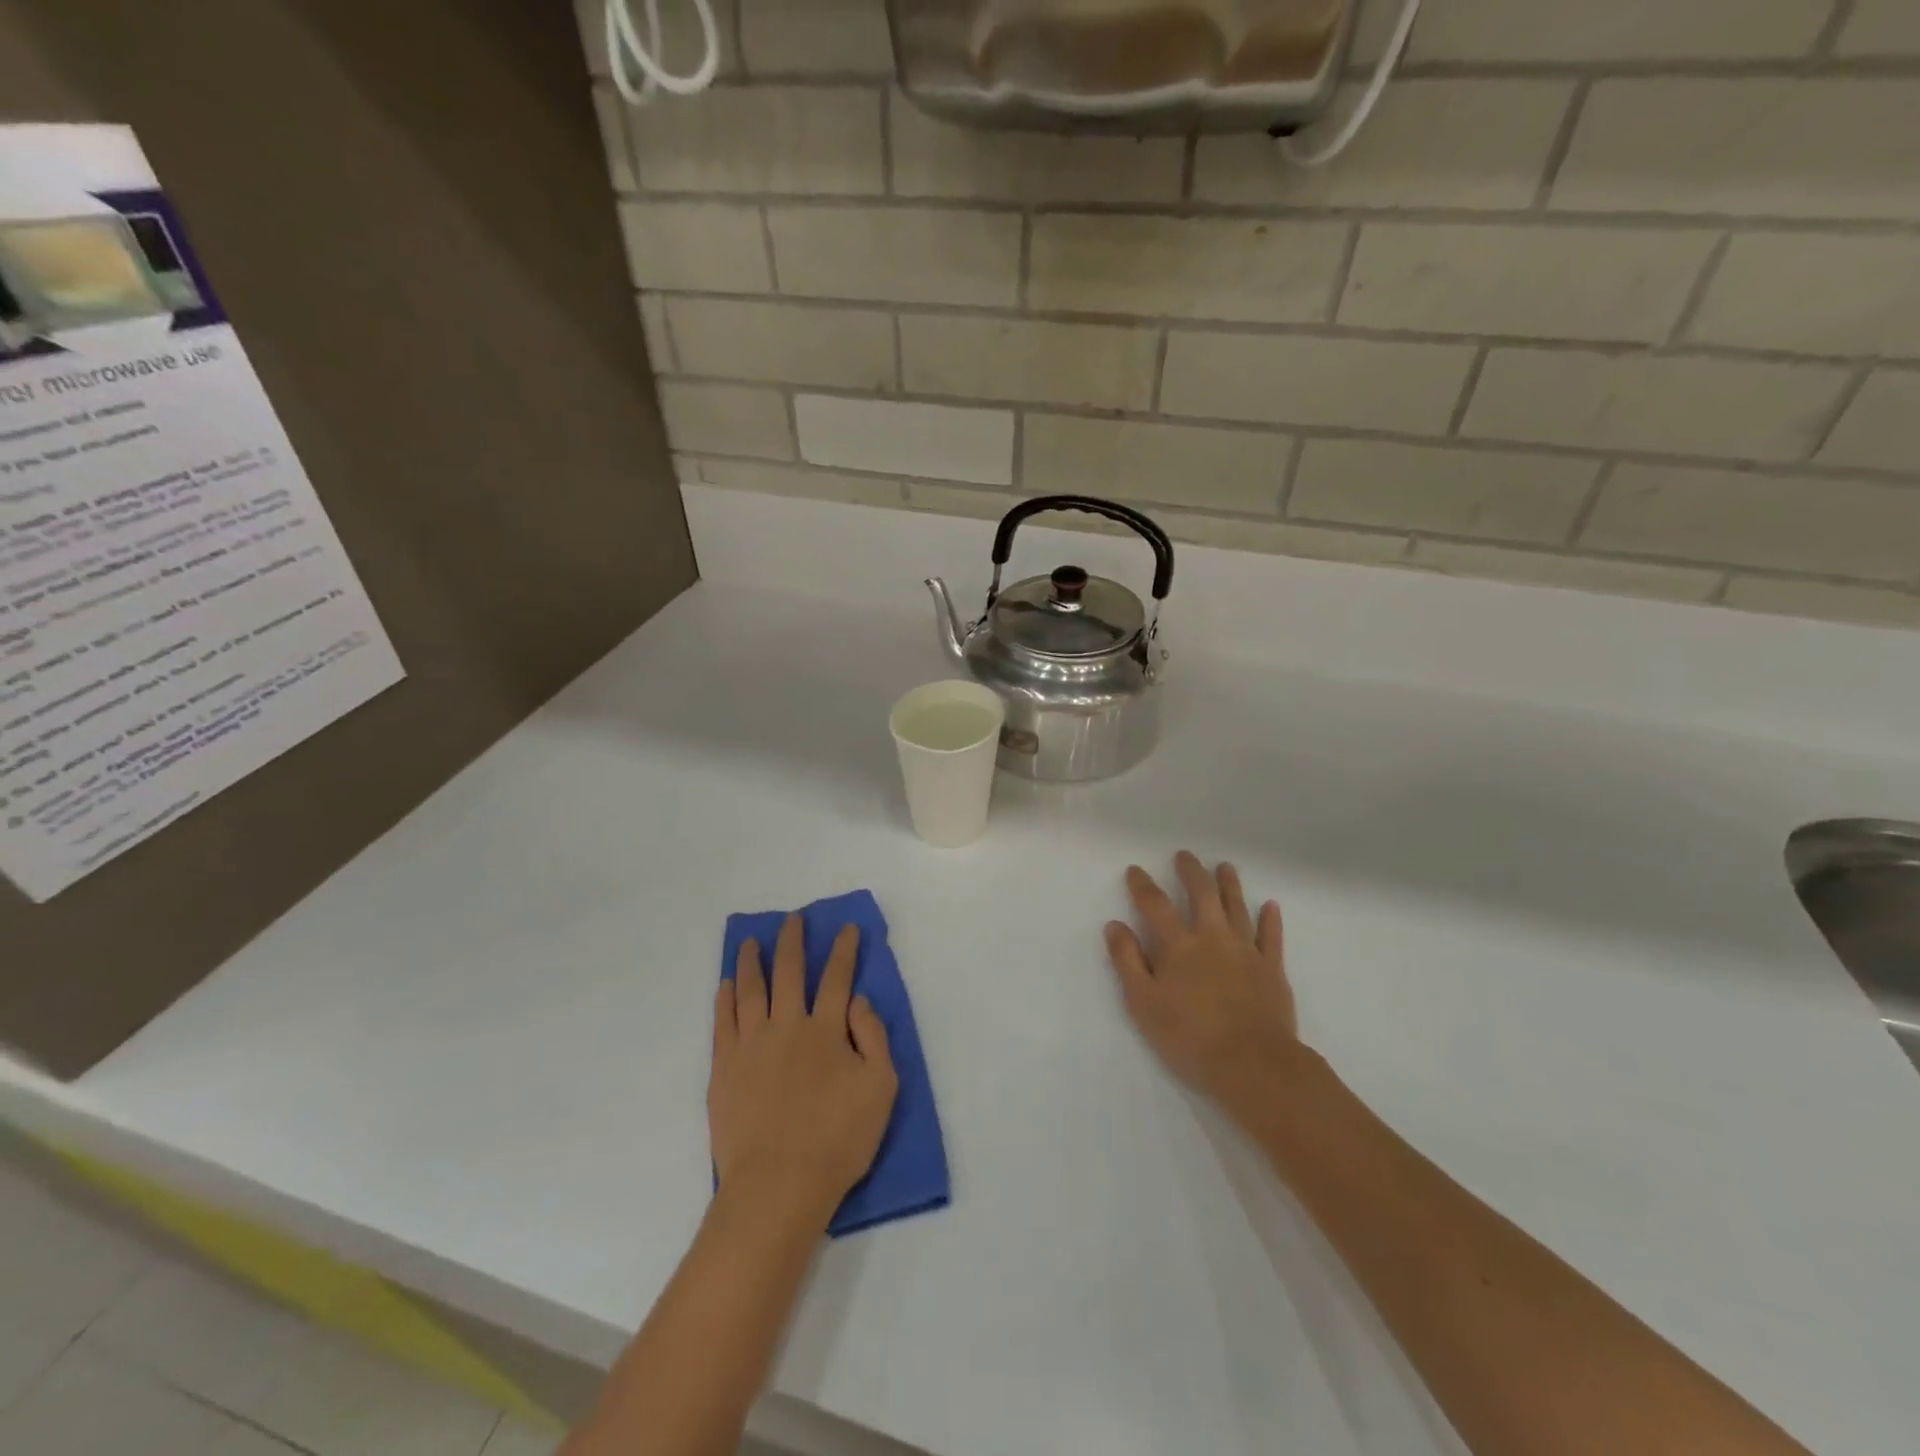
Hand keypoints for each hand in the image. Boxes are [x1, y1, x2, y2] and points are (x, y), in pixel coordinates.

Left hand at [710, 915, 898, 1227]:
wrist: (778, 1185)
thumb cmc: (837, 1139)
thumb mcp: (881, 1088)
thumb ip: (873, 1037)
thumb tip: (858, 1000)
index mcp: (826, 1030)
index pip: (837, 978)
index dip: (844, 950)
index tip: (846, 927)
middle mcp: (787, 1026)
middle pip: (789, 972)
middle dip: (792, 941)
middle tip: (792, 919)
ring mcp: (751, 1045)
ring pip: (750, 990)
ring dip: (752, 961)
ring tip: (750, 942)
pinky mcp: (724, 1068)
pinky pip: (723, 1022)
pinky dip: (725, 998)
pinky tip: (726, 984)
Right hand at [1105, 852, 1300, 1122]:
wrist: (1253, 1064)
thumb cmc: (1189, 1037)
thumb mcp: (1143, 1003)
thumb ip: (1127, 961)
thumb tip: (1115, 925)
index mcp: (1178, 946)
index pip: (1155, 905)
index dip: (1143, 885)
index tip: (1135, 870)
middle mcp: (1212, 938)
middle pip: (1201, 894)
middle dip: (1191, 872)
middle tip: (1185, 855)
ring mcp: (1246, 951)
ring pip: (1237, 908)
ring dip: (1230, 885)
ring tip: (1225, 867)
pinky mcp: (1272, 969)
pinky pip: (1272, 937)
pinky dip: (1270, 919)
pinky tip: (1270, 905)